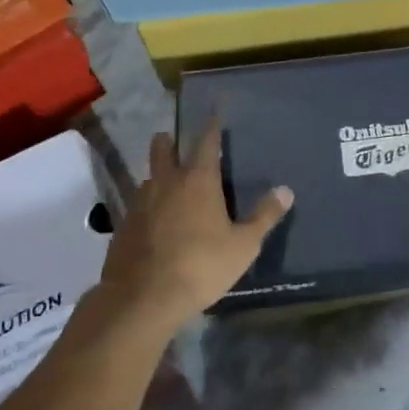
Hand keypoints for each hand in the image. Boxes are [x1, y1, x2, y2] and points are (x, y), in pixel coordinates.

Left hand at [96, 125, 292, 334]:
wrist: (141, 300)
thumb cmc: (200, 266)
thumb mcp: (243, 246)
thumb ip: (264, 216)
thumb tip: (286, 190)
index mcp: (198, 180)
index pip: (206, 140)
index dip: (212, 124)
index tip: (215, 109)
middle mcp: (166, 182)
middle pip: (162, 148)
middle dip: (170, 141)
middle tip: (178, 144)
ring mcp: (139, 203)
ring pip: (148, 177)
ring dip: (158, 176)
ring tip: (170, 188)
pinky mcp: (122, 227)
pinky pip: (137, 205)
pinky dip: (147, 207)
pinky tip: (155, 224)